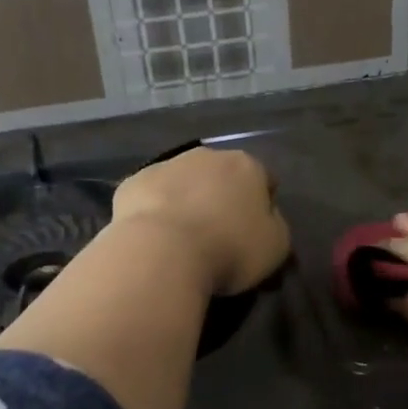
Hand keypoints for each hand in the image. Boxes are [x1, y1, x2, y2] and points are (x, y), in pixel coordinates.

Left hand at [112, 145, 290, 296]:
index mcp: (247, 166)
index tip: (256, 232)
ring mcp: (165, 165)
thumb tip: (266, 218)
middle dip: (222, 197)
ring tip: (183, 238)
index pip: (265, 179)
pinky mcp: (131, 183)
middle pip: (221, 175)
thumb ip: (275, 225)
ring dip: (187, 201)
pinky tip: (154, 238)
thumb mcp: (275, 246)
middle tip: (219, 234)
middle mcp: (207, 156)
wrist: (162, 252)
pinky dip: (155, 211)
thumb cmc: (230, 249)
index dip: (263, 205)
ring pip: (183, 182)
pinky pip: (151, 197)